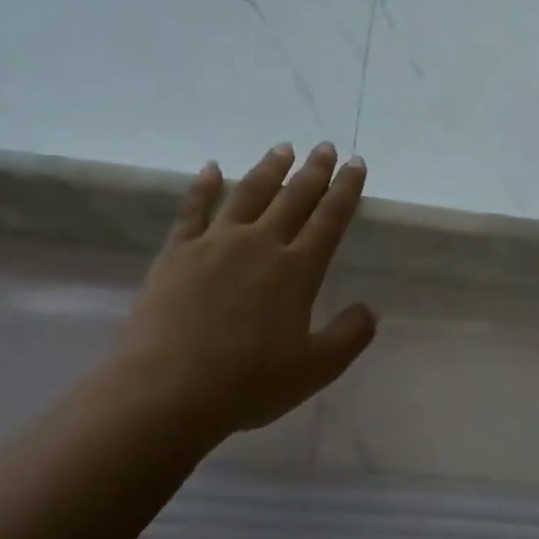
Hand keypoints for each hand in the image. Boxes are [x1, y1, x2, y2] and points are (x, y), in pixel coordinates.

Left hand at [111, 142, 376, 441]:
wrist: (168, 391)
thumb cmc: (249, 383)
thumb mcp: (316, 368)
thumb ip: (350, 335)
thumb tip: (370, 309)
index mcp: (297, 270)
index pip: (330, 219)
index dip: (346, 190)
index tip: (356, 163)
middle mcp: (260, 245)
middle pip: (293, 198)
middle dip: (313, 171)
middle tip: (325, 147)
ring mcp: (215, 244)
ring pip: (248, 193)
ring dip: (268, 169)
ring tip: (282, 149)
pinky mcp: (177, 253)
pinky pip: (193, 210)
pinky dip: (204, 186)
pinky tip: (212, 169)